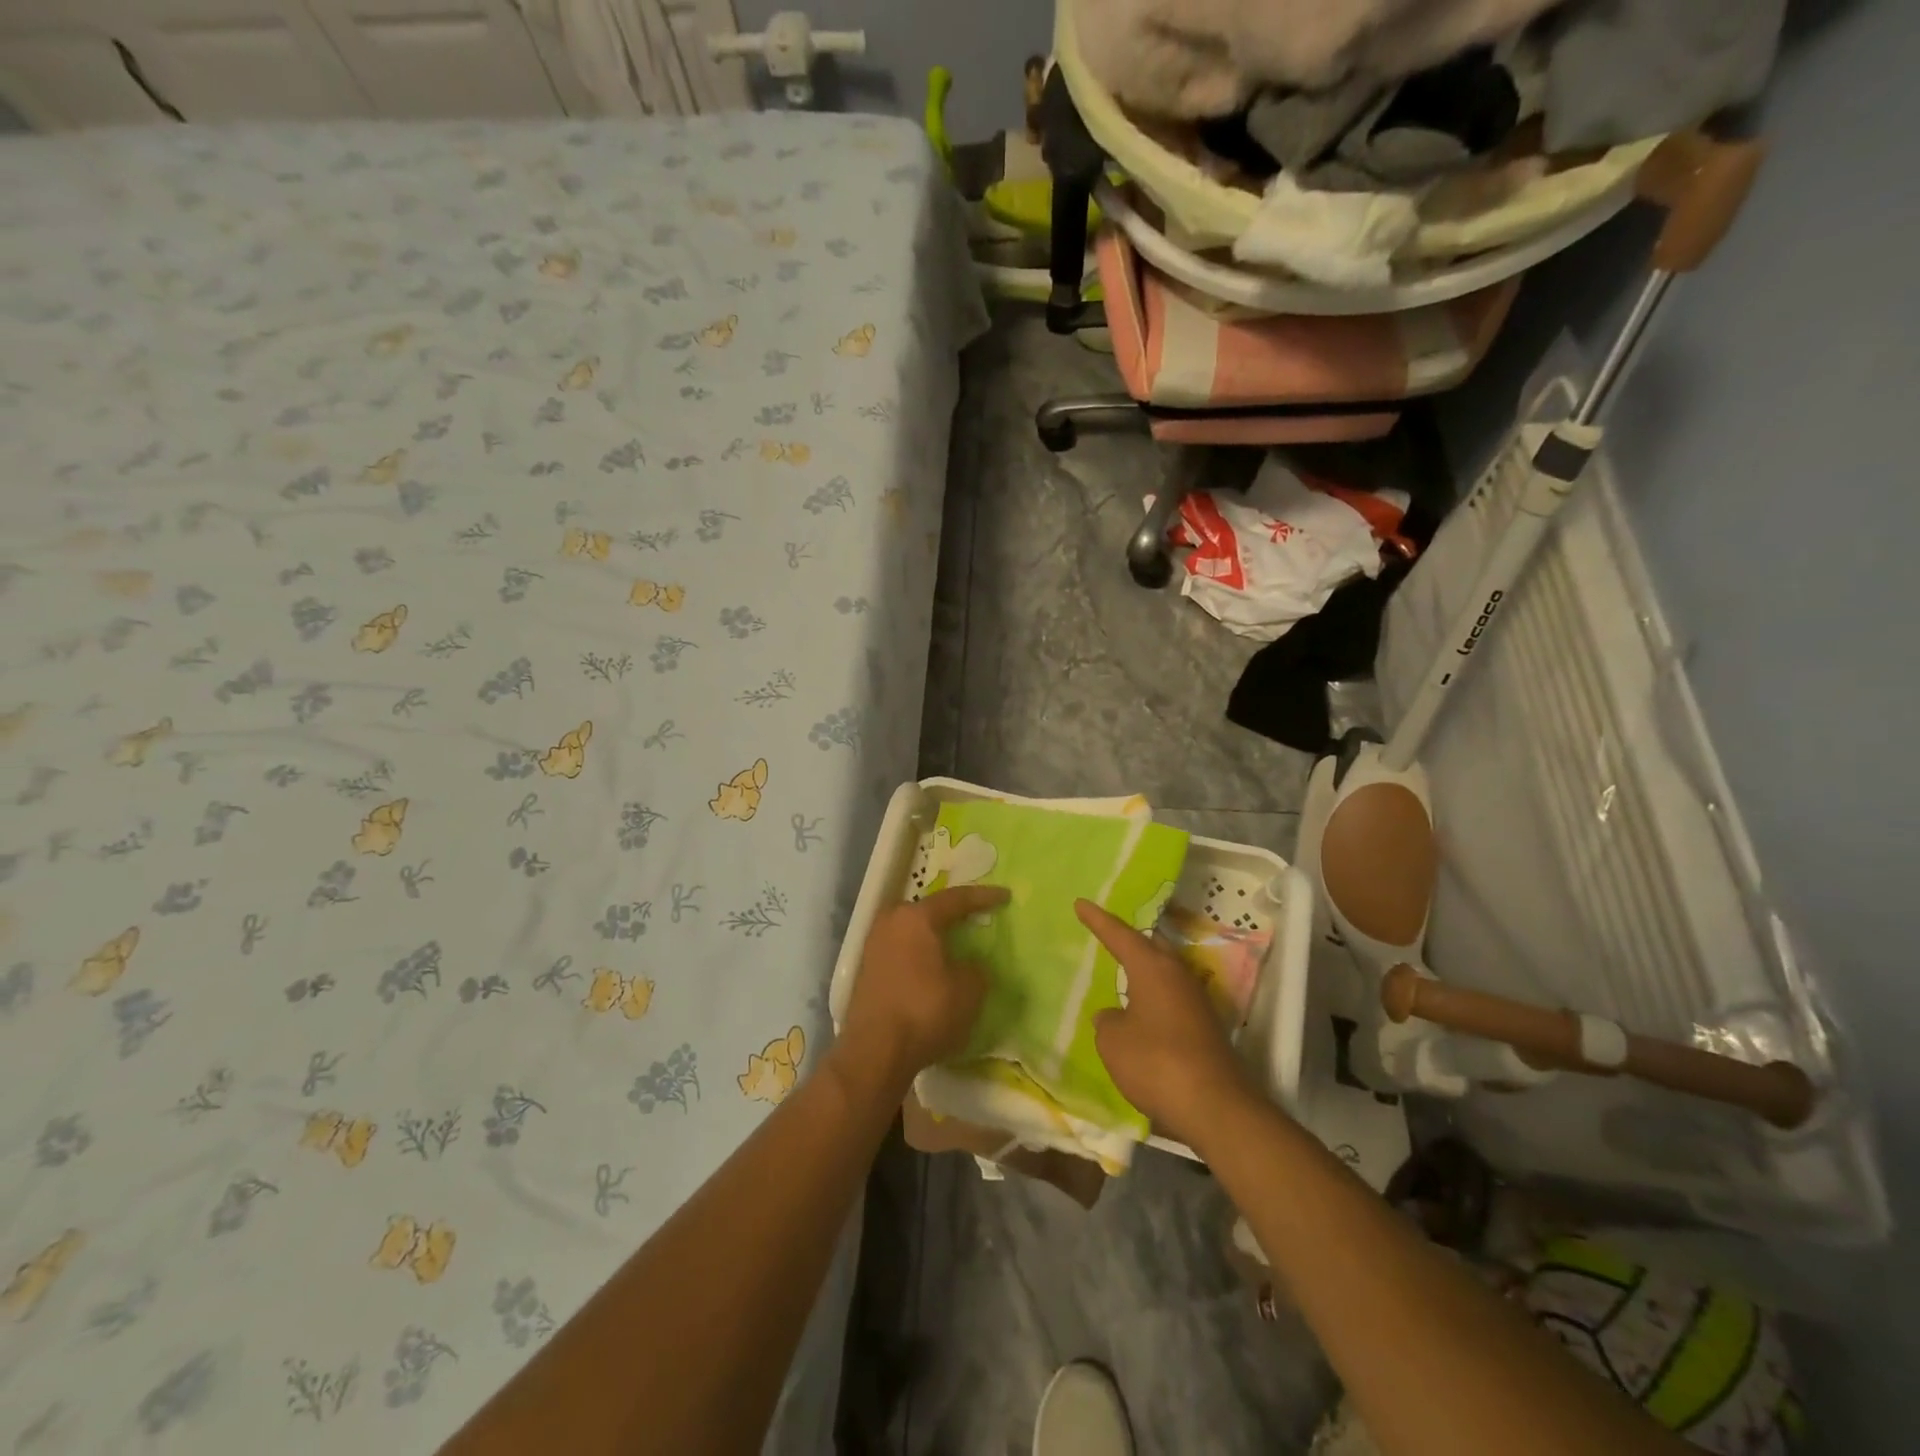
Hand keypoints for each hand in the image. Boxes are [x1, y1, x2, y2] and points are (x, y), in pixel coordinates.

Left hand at [839, 885, 1008, 1092]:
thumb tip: (972, 965)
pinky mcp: (867, 971)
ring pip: (912, 932)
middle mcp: (891, 922)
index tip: (1006, 895)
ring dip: (934, 937)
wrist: (874, 1052)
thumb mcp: (969, 991)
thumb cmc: (925, 1011)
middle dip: (952, 914)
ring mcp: (874, 946)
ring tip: (955, 944)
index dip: (984, 897)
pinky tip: (933, 969)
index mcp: (916, 917)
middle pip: (928, 911)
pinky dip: (920, 956)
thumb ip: (977, 970)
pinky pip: (902, 952)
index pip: (956, 899)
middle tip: (975, 917)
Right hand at [1077, 898, 1257, 1149]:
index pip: (1120, 935)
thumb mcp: (1114, 1042)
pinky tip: (1144, 1010)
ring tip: (1124, 970)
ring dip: (1146, 969)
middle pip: (1152, 945)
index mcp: (1153, 968)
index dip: (1098, 920)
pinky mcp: (1206, 1027)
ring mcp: (1197, 1001)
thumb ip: (1107, 1022)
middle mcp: (1178, 975)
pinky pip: (1174, 997)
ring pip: (1166, 971)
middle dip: (1130, 939)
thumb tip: (1112, 1016)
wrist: (1215, 1107)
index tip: (1080, 903)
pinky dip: (1156, 995)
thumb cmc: (1156, 1063)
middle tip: (1109, 934)